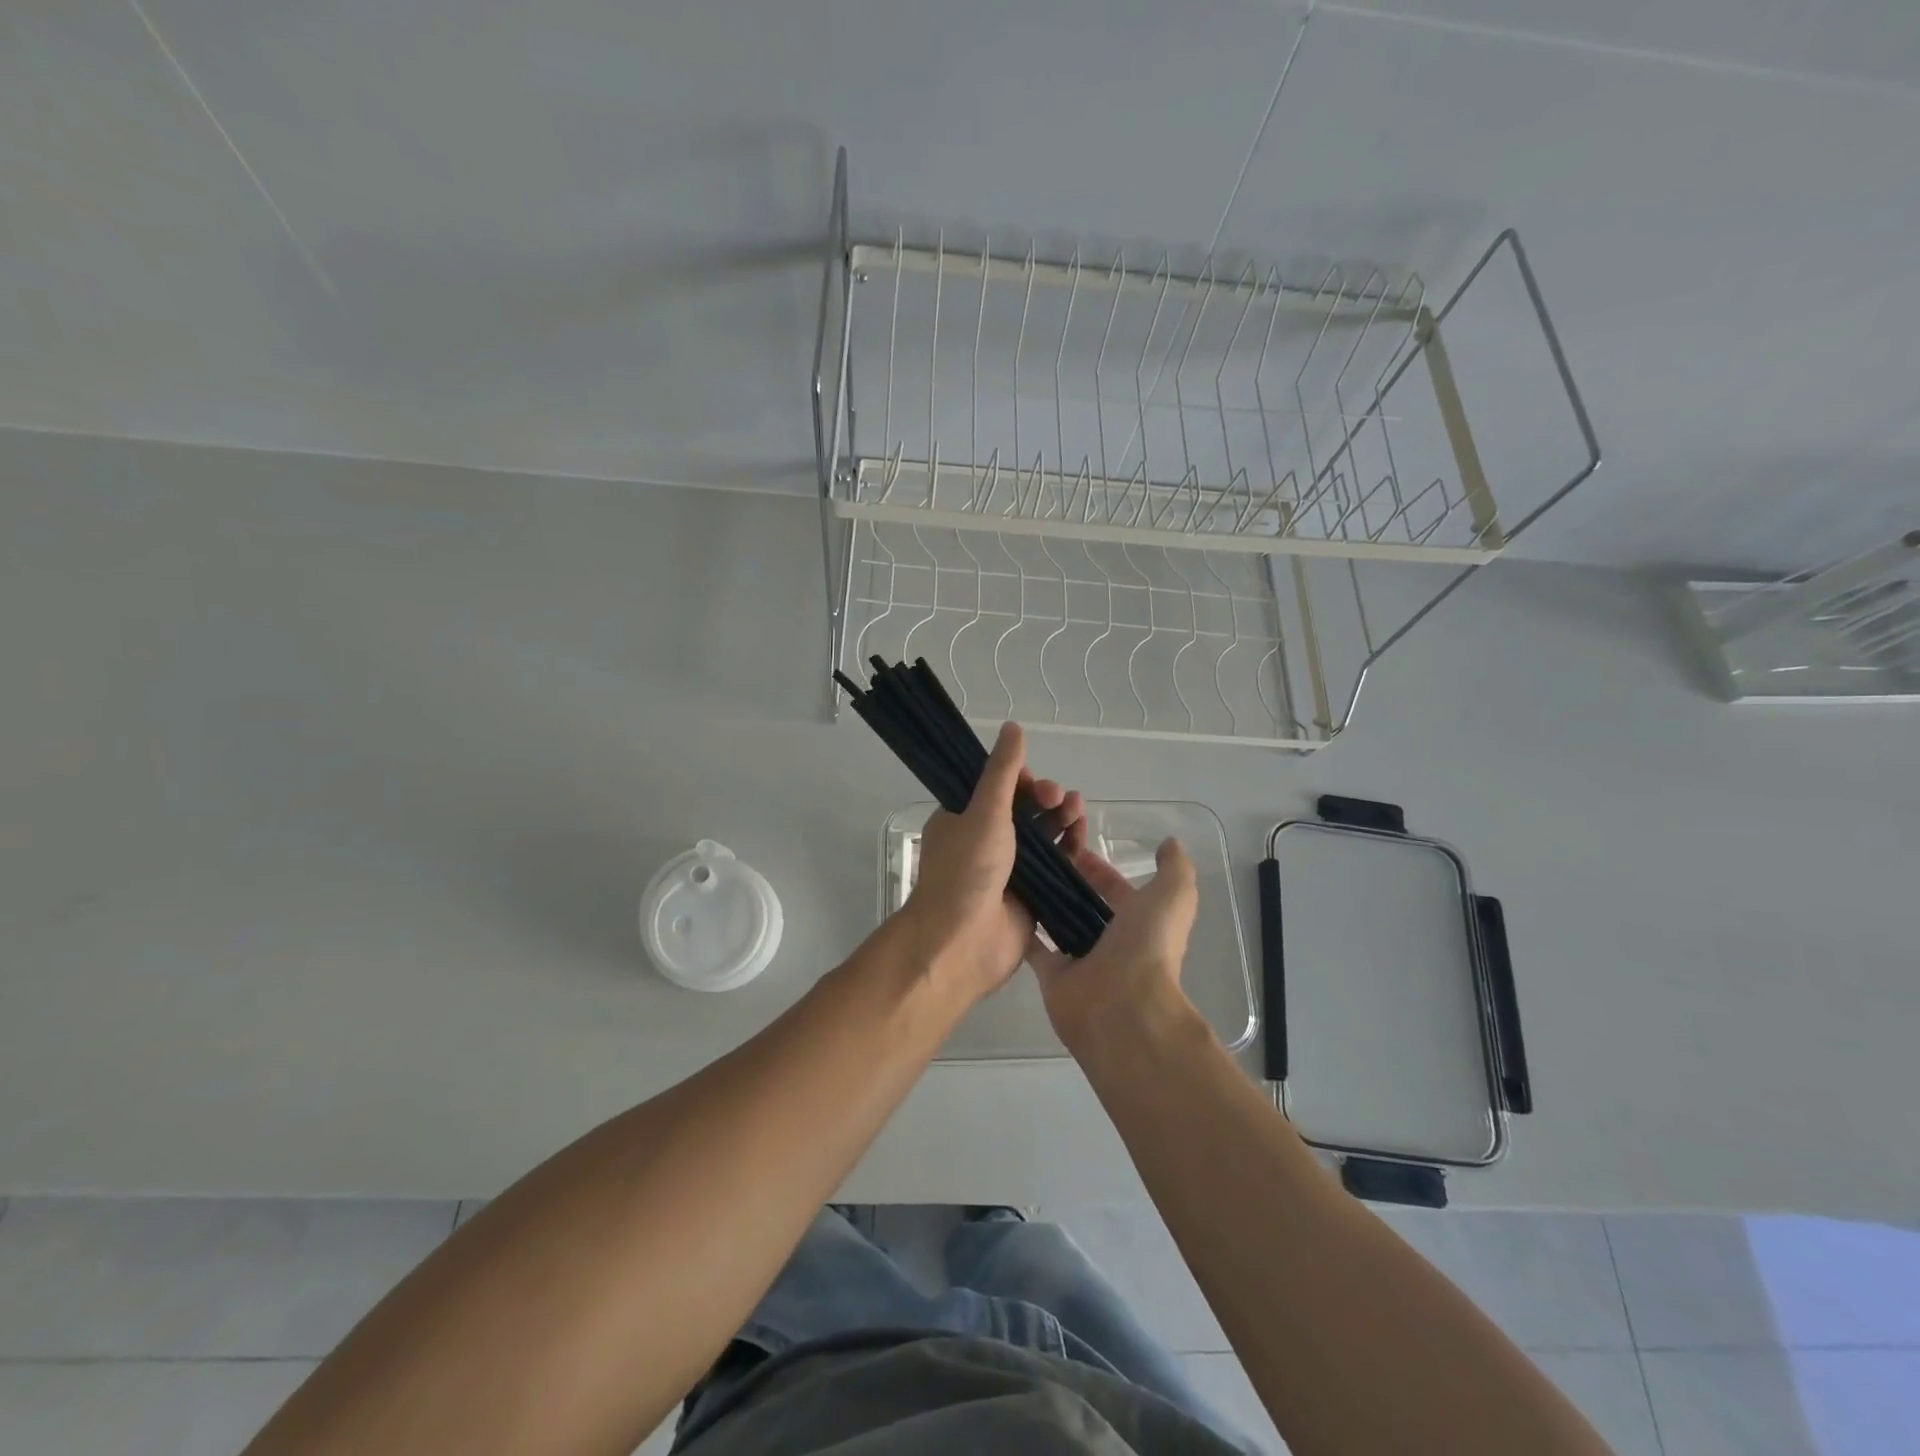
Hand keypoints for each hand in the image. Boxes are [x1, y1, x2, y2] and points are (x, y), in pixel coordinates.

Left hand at [899, 723, 1085, 1003]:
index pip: (995, 788)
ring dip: (1060, 819)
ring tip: (1077, 809)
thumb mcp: (984, 812)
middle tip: (1060, 799)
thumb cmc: (966, 871)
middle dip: (1044, 799)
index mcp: (962, 819)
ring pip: (1041, 837)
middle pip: (1023, 811)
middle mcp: (984, 842)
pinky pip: (1054, 866)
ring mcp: (1008, 871)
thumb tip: (1013, 727)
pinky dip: (1068, 850)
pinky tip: (1082, 836)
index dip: (1019, 780)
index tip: (1033, 781)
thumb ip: (1002, 772)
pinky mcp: (1031, 896)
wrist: (962, 944)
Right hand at [1026, 837, 1199, 1055]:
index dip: (1098, 869)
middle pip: (1085, 906)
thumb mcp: (1172, 896)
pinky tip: (1006, 902)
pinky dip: (1023, 930)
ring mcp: (1080, 961)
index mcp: (1140, 923)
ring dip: (1044, 902)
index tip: (1070, 845)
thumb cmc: (1148, 947)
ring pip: (1059, 924)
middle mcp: (1111, 943)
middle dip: (1067, 882)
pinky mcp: (1052, 976)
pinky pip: (1035, 948)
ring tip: (1018, 871)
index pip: (1116, 889)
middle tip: (1038, 855)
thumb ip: (1174, 868)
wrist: (1122, 1008)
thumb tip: (1169, 843)